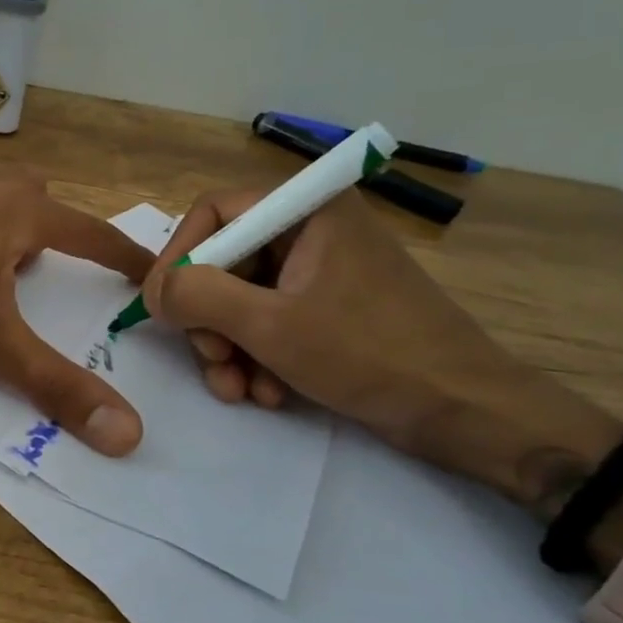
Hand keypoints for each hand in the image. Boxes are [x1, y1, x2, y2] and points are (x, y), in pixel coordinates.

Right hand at [143, 190, 622, 536]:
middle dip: (209, 318)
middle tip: (211, 359)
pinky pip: (271, 321)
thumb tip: (156, 290)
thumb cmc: (369, 354)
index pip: (213, 213)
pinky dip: (259, 356)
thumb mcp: (270, 325)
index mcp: (307, 210)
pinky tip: (268, 393)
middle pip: (225, 261)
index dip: (178, 257)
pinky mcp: (330, 309)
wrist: (466, 412)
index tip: (160, 308)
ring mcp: (322, 272)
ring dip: (230, 348)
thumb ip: (199, 296)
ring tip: (240, 390)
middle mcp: (311, 230)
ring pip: (243, 298)